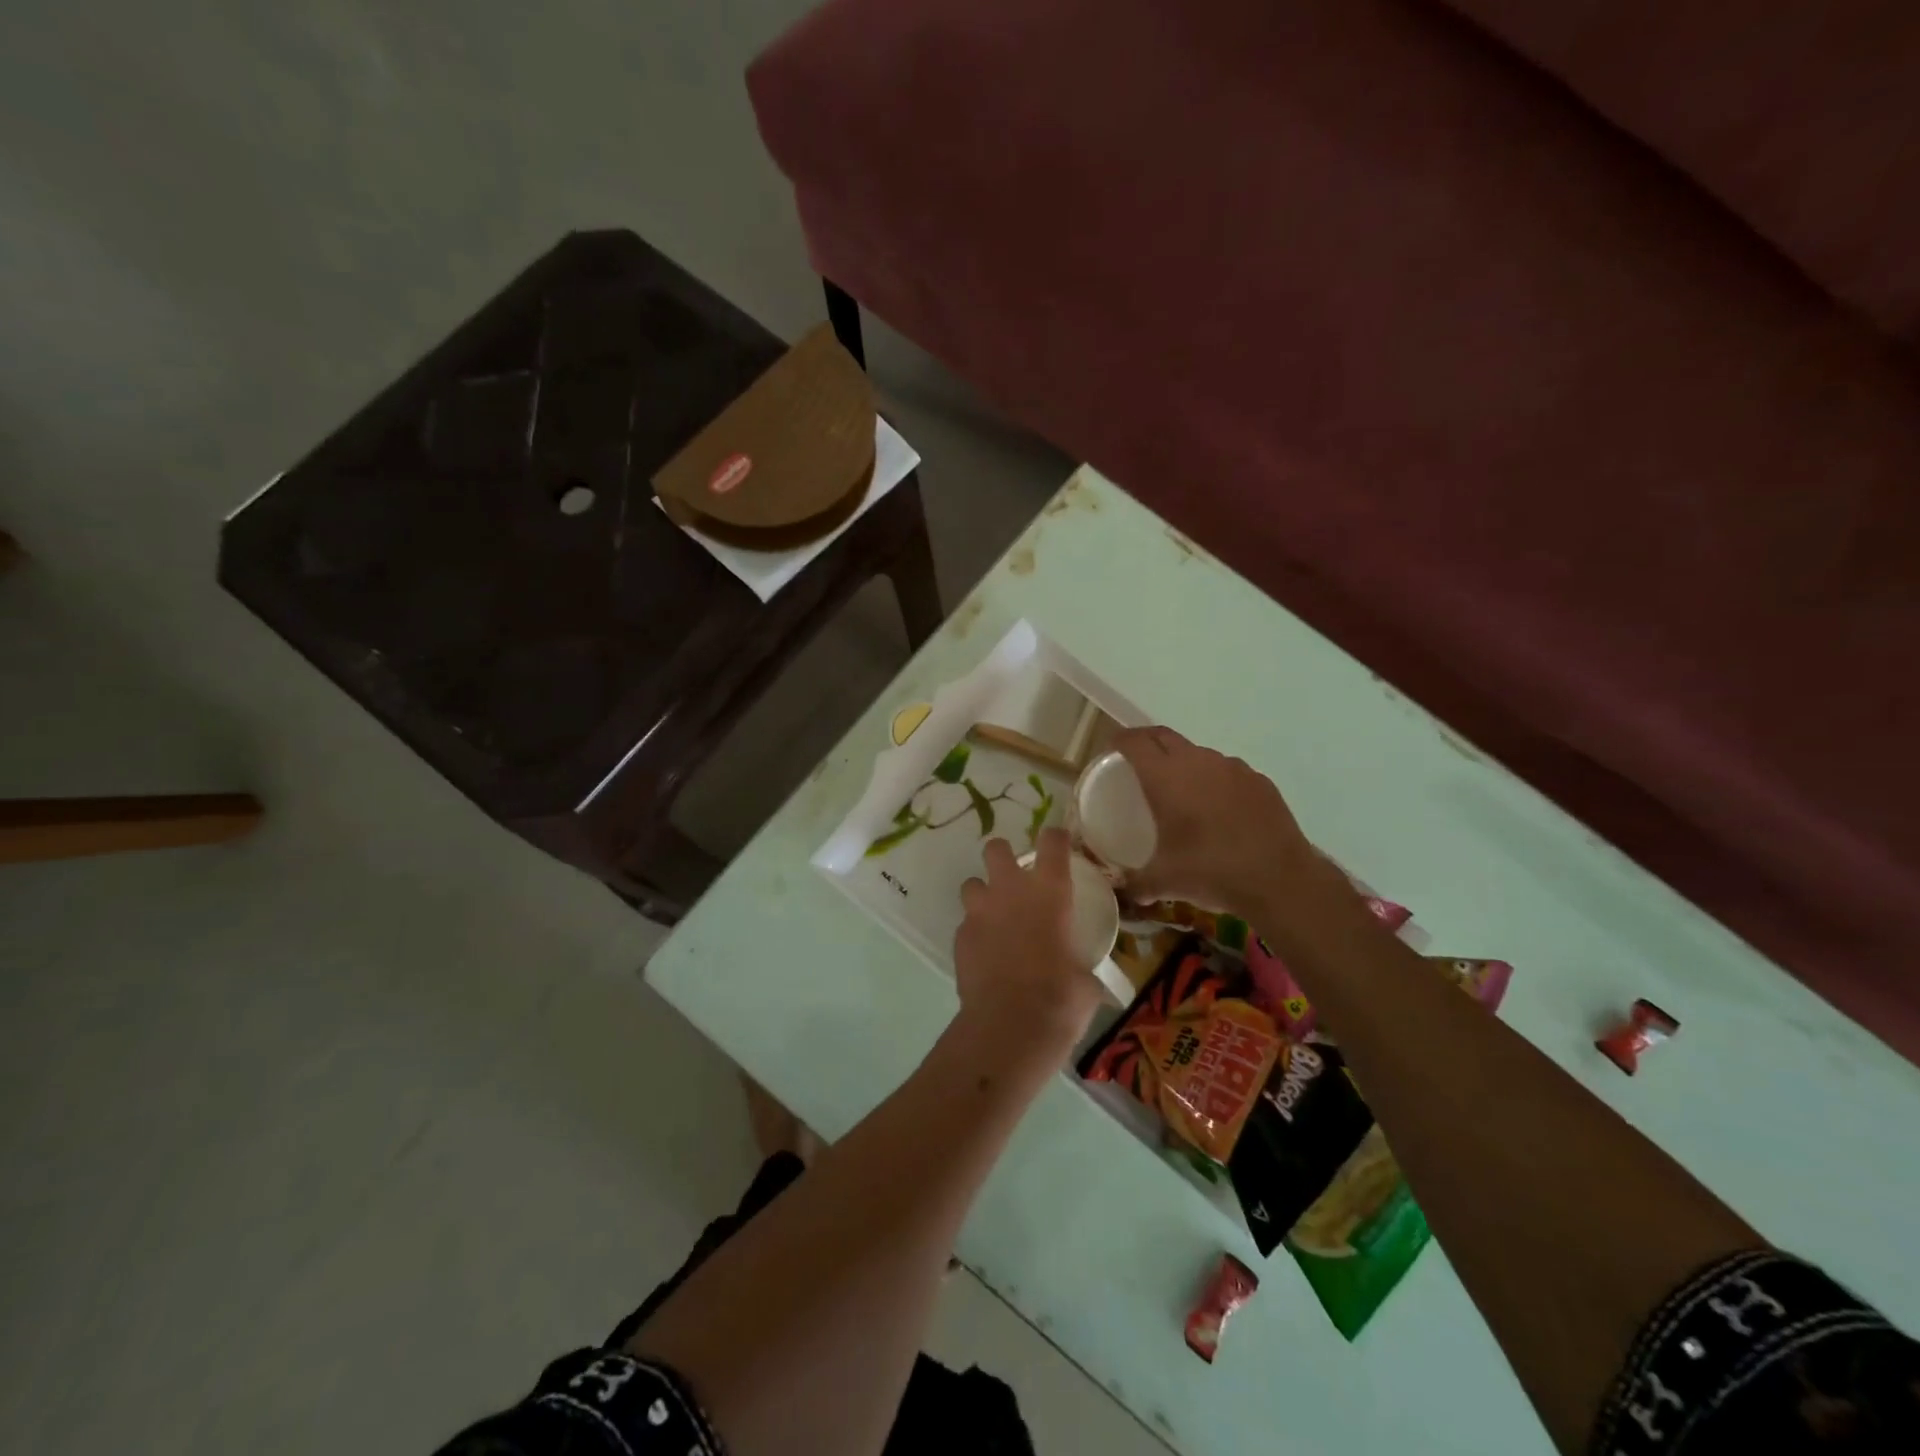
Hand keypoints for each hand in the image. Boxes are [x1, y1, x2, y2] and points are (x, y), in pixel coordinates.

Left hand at [954, 830, 1100, 1042]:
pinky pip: (966, 924)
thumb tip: (1084, 975)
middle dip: (1003, 856)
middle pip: (996, 849)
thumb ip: (1082, 964)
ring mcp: (980, 912)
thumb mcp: (1086, 981)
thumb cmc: (1061, 1000)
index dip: (1055, 838)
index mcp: (1050, 892)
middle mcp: (1011, 891)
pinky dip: (975, 932)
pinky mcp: (959, 938)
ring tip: (995, 917)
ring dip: (983, 894)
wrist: (1010, 1027)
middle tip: (1015, 879)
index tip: (1059, 844)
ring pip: (972, 883)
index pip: (1052, 842)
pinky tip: (986, 954)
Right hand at [1110, 726, 1319, 917]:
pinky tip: (1218, 809)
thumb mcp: (1164, 881)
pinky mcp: (1259, 781)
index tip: (1111, 748)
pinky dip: (1215, 781)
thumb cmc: (1210, 871)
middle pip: (1164, 737)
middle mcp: (1197, 762)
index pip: (1135, 742)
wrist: (1279, 879)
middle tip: (1137, 761)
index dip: (1119, 740)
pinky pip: (1227, 772)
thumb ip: (1136, 883)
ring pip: (1198, 754)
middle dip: (1146, 742)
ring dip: (1183, 763)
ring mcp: (1232, 768)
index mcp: (1165, 777)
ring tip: (1180, 790)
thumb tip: (1124, 892)